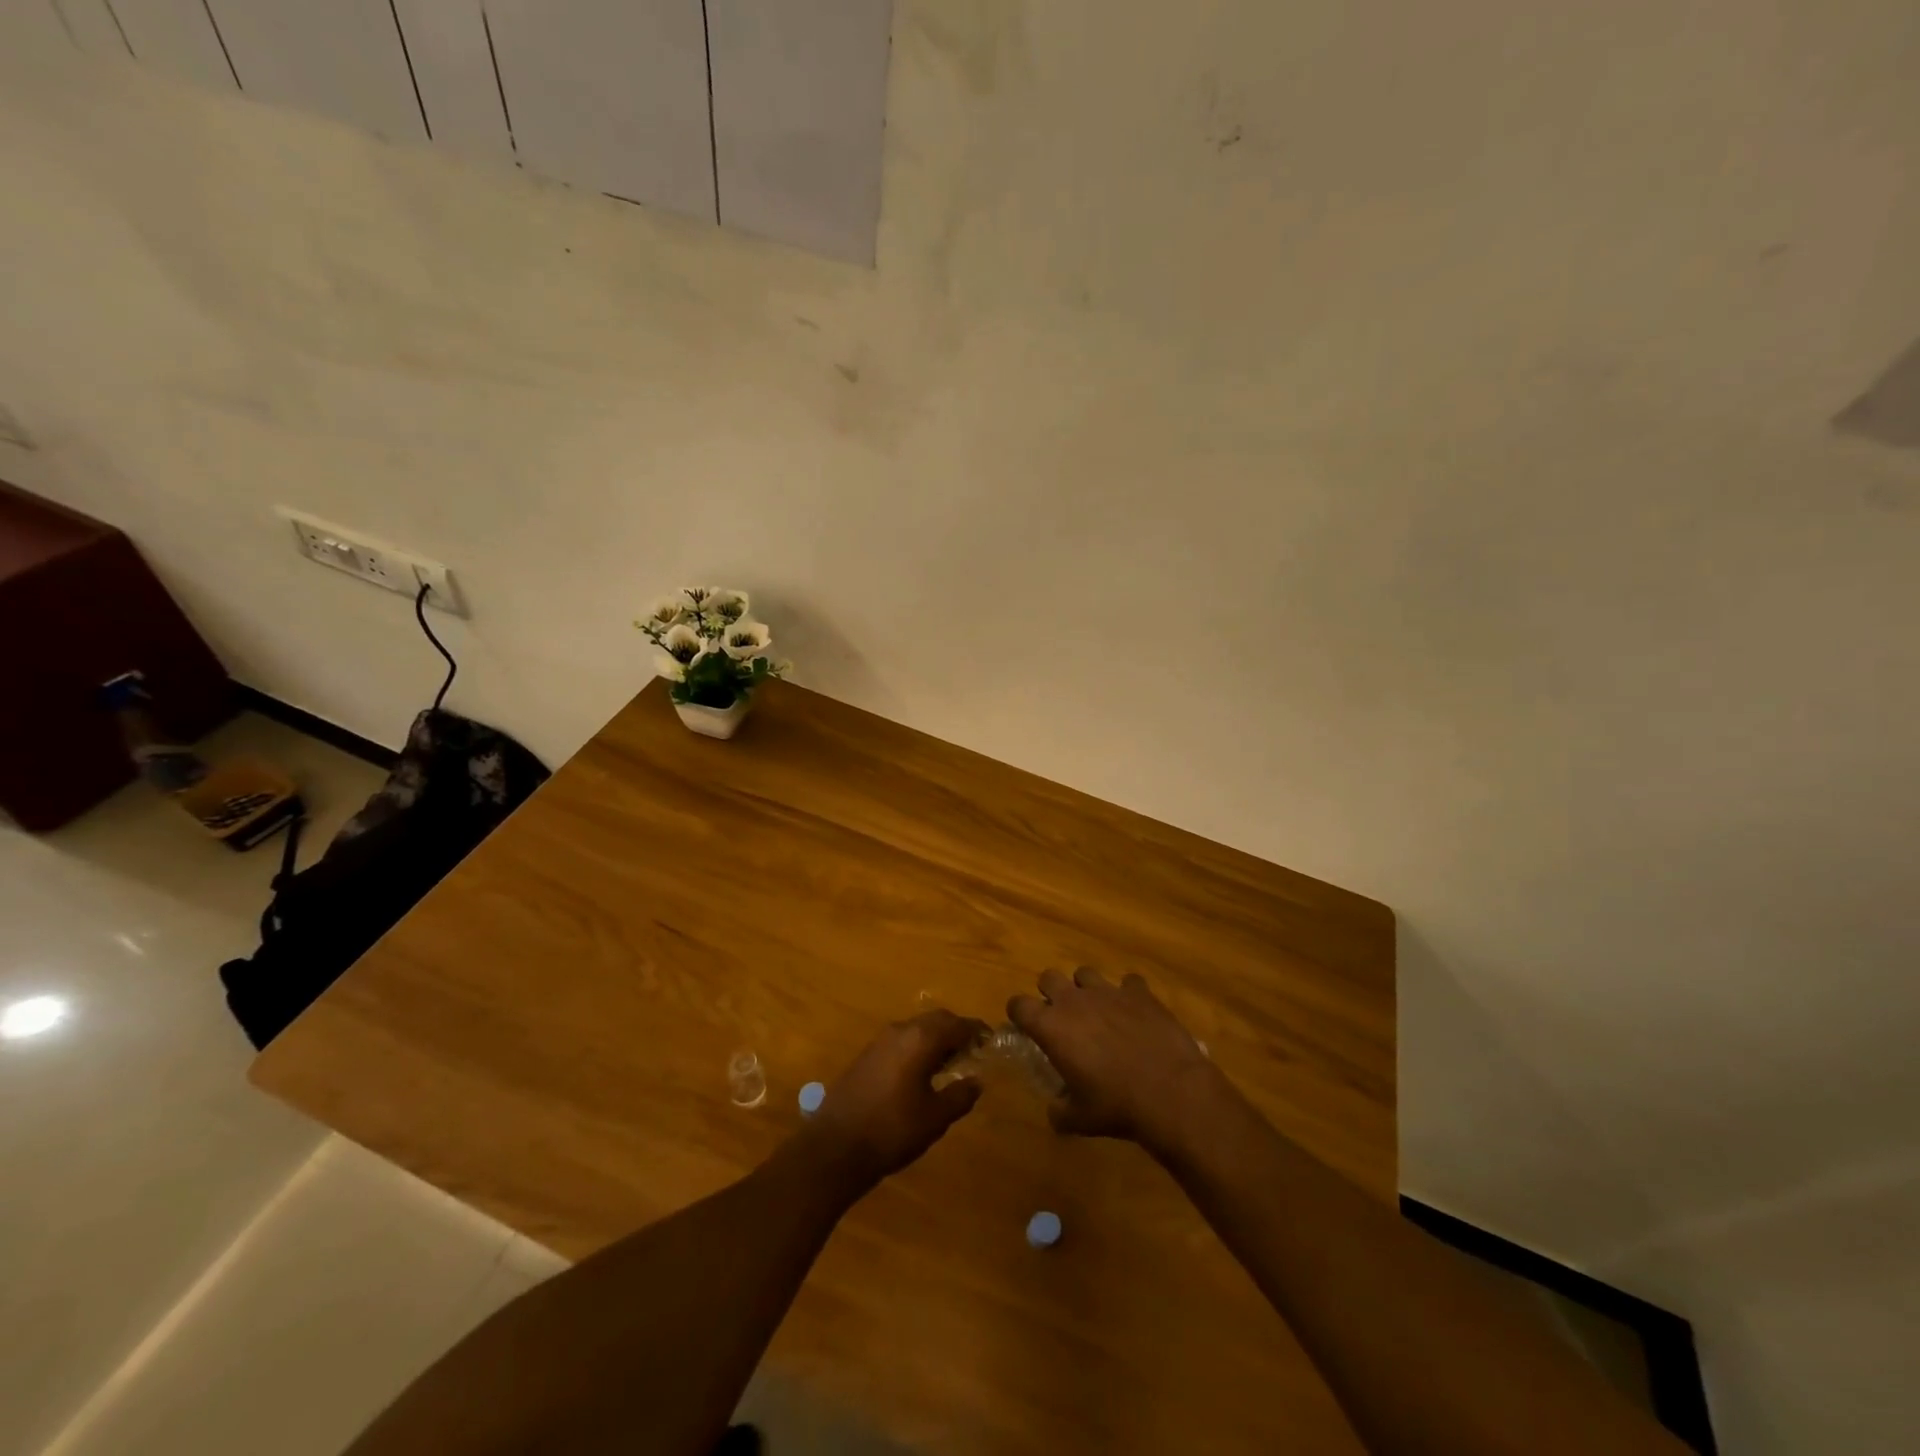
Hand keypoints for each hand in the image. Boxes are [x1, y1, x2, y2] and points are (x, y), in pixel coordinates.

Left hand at [802, 1010, 988, 1189]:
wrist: (835, 1146)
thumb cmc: (892, 1129)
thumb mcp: (935, 1117)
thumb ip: (960, 1095)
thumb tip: (977, 1081)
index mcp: (921, 1039)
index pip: (957, 1024)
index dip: (977, 1031)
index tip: (991, 1041)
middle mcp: (900, 1030)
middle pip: (936, 1020)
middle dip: (957, 1031)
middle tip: (974, 1051)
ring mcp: (880, 1041)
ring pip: (917, 1029)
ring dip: (936, 1040)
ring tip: (951, 1064)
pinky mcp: (867, 1056)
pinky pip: (902, 1041)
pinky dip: (918, 1048)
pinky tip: (922, 1074)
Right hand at [1008, 968, 1221, 1153]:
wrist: (1170, 1091)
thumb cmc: (1116, 1106)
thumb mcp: (1080, 1119)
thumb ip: (1060, 1111)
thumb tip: (1055, 1111)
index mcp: (1051, 1026)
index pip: (1018, 1004)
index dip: (1018, 1013)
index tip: (1026, 1027)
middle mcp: (1074, 1000)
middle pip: (1048, 977)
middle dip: (1051, 993)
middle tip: (1063, 1018)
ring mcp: (1108, 991)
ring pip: (1085, 973)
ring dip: (1086, 988)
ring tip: (1098, 1011)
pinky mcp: (1139, 992)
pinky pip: (1128, 982)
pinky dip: (1128, 995)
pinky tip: (1135, 1013)